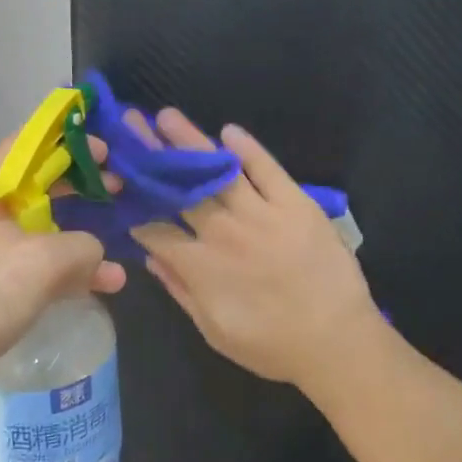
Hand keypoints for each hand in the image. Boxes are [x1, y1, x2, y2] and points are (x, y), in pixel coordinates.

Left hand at [0, 132, 126, 412]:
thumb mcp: (42, 264)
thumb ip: (83, 248)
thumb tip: (98, 254)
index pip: (30, 141)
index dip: (71, 139)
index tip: (108, 151)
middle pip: (38, 181)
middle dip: (80, 184)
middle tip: (119, 189)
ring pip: (39, 224)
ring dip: (79, 232)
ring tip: (117, 241)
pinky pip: (32, 260)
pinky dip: (64, 266)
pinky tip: (100, 285)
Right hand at [130, 109, 376, 387]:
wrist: (337, 341)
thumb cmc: (272, 345)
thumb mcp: (214, 331)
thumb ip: (180, 291)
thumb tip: (150, 256)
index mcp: (201, 265)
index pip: (156, 229)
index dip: (136, 209)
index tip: (124, 189)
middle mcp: (224, 230)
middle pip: (180, 187)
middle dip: (152, 156)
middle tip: (132, 124)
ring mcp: (261, 212)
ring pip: (217, 169)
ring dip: (190, 140)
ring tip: (168, 116)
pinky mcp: (295, 202)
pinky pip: (267, 168)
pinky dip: (248, 148)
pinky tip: (229, 131)